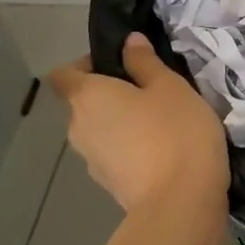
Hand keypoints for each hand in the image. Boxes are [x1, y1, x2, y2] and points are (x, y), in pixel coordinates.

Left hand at [47, 32, 228, 213]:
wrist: (180, 202)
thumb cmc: (175, 132)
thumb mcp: (170, 86)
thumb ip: (146, 62)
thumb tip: (128, 42)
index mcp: (86, 97)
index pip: (63, 74)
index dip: (85, 65)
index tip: (120, 64)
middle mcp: (78, 127)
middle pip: (84, 103)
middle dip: (112, 95)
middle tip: (152, 91)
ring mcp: (91, 161)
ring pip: (101, 131)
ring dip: (122, 124)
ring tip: (162, 123)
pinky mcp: (109, 185)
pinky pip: (115, 155)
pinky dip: (132, 149)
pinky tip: (165, 150)